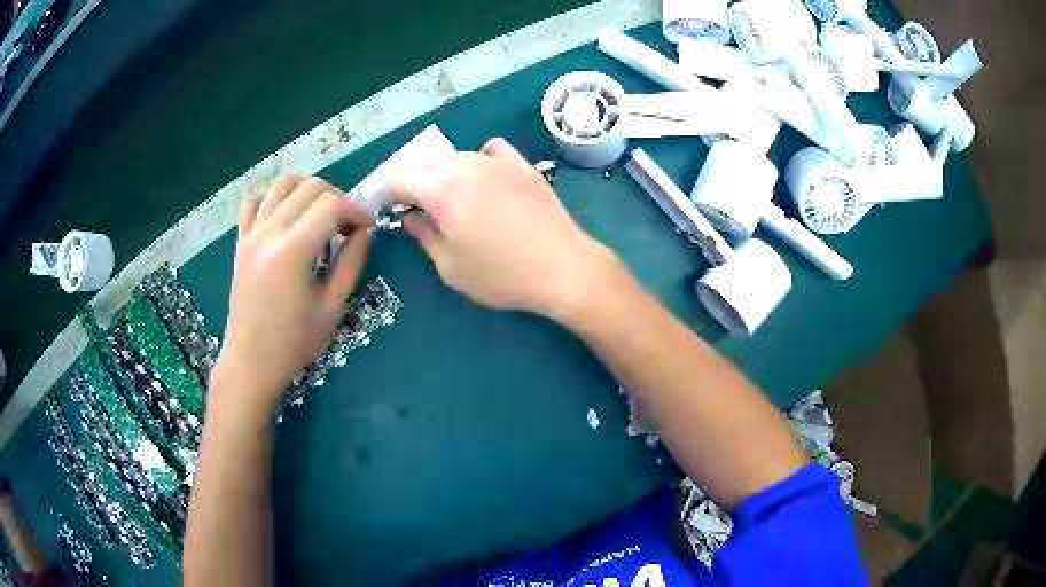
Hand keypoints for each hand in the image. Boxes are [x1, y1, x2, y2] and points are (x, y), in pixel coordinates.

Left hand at [212, 175, 373, 415]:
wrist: (251, 362)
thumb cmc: (294, 343)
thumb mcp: (332, 307)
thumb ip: (351, 262)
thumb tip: (366, 231)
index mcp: (293, 251)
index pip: (332, 205)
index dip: (357, 210)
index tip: (368, 227)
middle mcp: (269, 232)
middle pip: (310, 186)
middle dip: (337, 198)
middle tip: (346, 226)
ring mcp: (251, 234)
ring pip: (283, 183)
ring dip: (307, 191)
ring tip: (318, 216)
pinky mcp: (241, 241)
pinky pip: (254, 200)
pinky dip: (273, 198)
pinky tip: (285, 217)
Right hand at [387, 138, 617, 319]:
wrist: (562, 267)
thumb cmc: (501, 275)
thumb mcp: (450, 266)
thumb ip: (424, 235)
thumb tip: (409, 217)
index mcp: (442, 190)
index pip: (401, 179)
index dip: (387, 192)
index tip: (385, 206)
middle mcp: (466, 165)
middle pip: (426, 163)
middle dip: (412, 181)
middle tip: (413, 205)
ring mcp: (497, 161)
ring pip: (457, 156)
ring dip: (443, 172)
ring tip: (449, 196)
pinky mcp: (522, 165)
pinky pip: (491, 150)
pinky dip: (479, 159)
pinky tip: (484, 178)